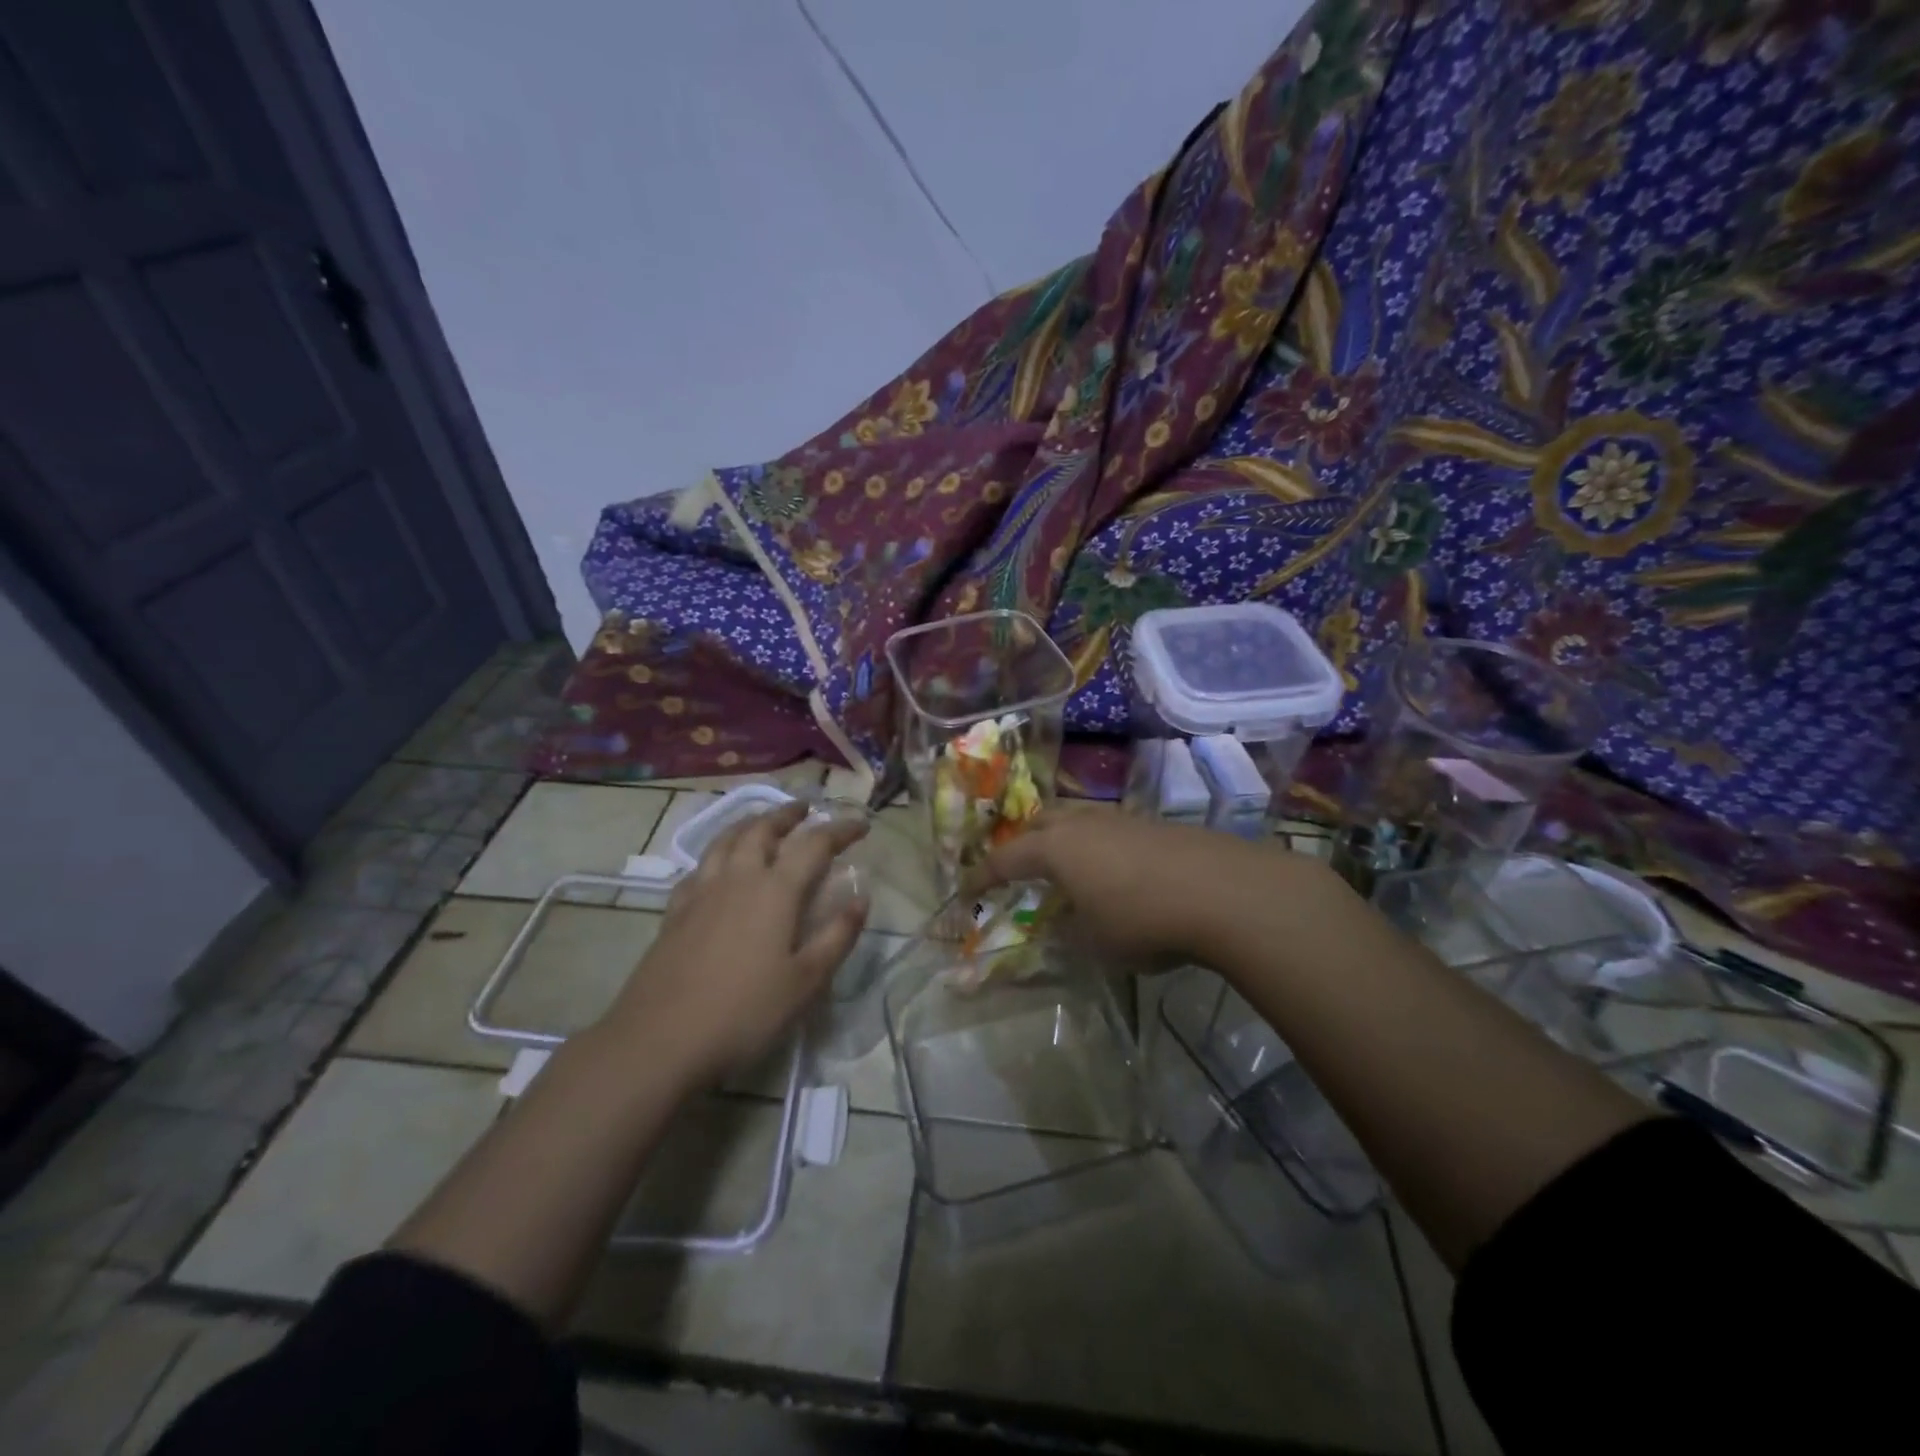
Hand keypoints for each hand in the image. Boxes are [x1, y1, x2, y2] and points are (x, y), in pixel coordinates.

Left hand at [605, 800, 868, 1081]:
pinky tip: (718, 867)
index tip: (863, 825)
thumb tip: (860, 898)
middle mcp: (738, 879)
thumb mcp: (806, 982)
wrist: (659, 1041)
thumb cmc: (744, 1013)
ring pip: (726, 841)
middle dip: (788, 815)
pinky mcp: (674, 913)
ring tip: (762, 821)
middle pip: (763, 830)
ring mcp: (700, 893)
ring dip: (750, 823)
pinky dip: (717, 854)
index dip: (841, 830)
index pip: (814, 844)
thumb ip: (837, 936)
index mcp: (775, 891)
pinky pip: (699, 867)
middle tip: (806, 809)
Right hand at [976, 804, 1333, 965]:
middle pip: (1041, 821)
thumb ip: (1068, 931)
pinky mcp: (1157, 825)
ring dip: (1065, 840)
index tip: (965, 888)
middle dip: (1024, 842)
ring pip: (1079, 819)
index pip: (1006, 858)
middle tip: (1019, 868)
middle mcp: (1084, 824)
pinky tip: (1116, 873)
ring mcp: (1123, 819)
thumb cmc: (1144, 920)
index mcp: (1056, 848)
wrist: (1225, 892)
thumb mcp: (1095, 942)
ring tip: (1069, 869)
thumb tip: (1059, 924)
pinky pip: (1111, 829)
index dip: (982, 875)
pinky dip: (1099, 847)